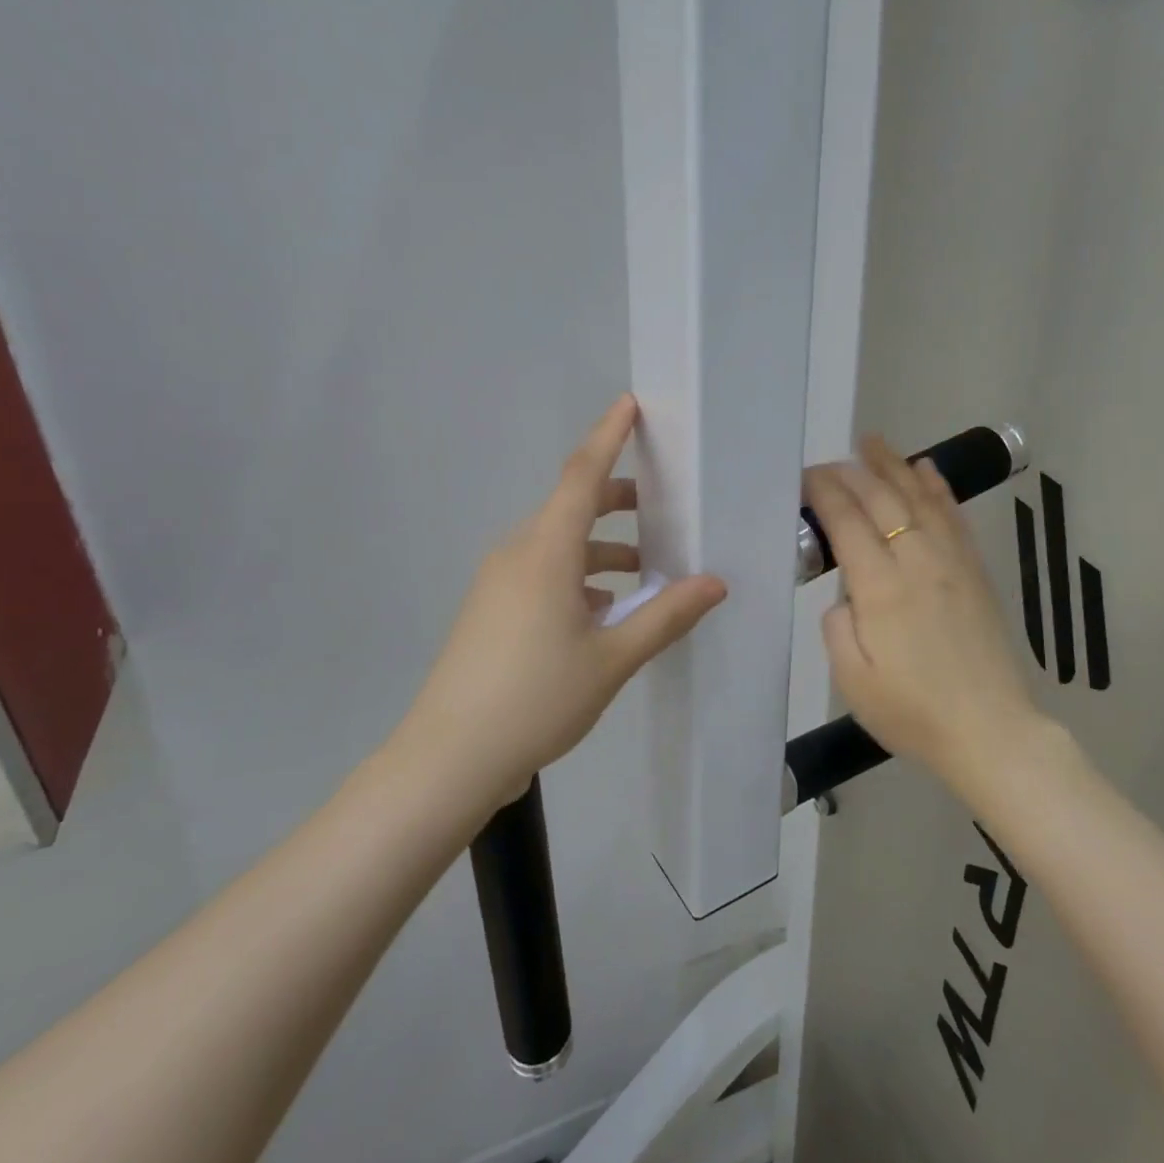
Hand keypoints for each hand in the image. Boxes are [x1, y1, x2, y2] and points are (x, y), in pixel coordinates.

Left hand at [397, 395, 725, 805]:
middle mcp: (518, 553)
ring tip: (647, 571)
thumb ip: (666, 615)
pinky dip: (579, 576)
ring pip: (558, 544)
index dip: (608, 436)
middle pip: (572, 506)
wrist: (449, 757)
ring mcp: (499, 583)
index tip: (630, 405)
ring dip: (602, 547)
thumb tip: (714, 583)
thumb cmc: (537, 697)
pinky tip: (606, 611)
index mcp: (546, 551)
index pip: (582, 474)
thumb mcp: (612, 658)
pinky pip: (543, 572)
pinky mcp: (492, 610)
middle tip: (663, 506)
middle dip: (618, 499)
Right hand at [804, 436, 1052, 783]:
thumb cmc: (913, 714)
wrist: (991, 733)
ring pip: (920, 498)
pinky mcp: (975, 572)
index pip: (847, 522)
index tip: (806, 478)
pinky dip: (938, 488)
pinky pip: (954, 517)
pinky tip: (926, 470)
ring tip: (873, 443)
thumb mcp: (852, 681)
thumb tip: (844, 593)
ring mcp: (952, 563)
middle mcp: (917, 563)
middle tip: (829, 460)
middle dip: (852, 473)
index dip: (825, 493)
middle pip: (882, 500)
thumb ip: (836, 626)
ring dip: (894, 466)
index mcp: (881, 590)